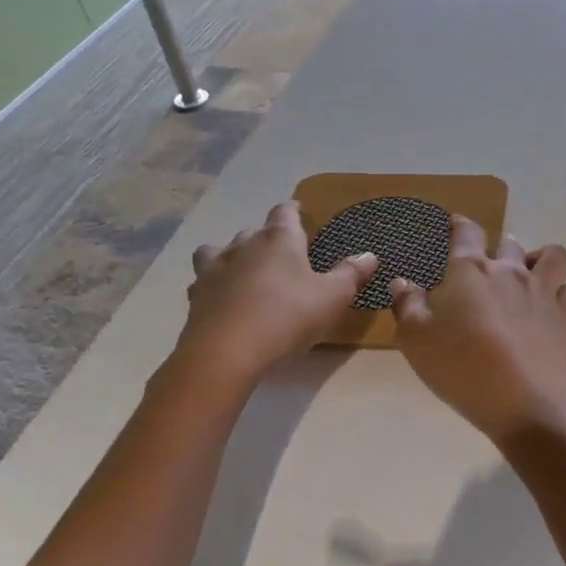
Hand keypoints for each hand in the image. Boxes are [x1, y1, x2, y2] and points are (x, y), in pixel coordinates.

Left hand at [178, 201, 377, 387]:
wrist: (226, 354)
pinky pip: (205, 282)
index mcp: (279, 239)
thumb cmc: (287, 316)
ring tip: (246, 273)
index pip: (285, 211)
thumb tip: (369, 255)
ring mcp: (214, 270)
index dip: (294, 211)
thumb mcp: (333, 297)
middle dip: (268, 239)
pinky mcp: (195, 297)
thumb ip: (351, 274)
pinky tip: (225, 301)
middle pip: (255, 231)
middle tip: (284, 257)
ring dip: (233, 257)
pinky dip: (216, 286)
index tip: (301, 215)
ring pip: (219, 251)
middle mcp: (243, 245)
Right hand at [390, 217, 565, 445]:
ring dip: (539, 259)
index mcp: (470, 271)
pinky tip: (548, 306)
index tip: (456, 224)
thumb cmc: (460, 366)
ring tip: (528, 274)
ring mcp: (543, 292)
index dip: (460, 224)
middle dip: (498, 248)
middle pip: (509, 244)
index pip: (467, 232)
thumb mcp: (415, 339)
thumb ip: (407, 305)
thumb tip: (402, 282)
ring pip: (551, 256)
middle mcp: (511, 272)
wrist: (522, 402)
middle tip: (487, 268)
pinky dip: (560, 292)